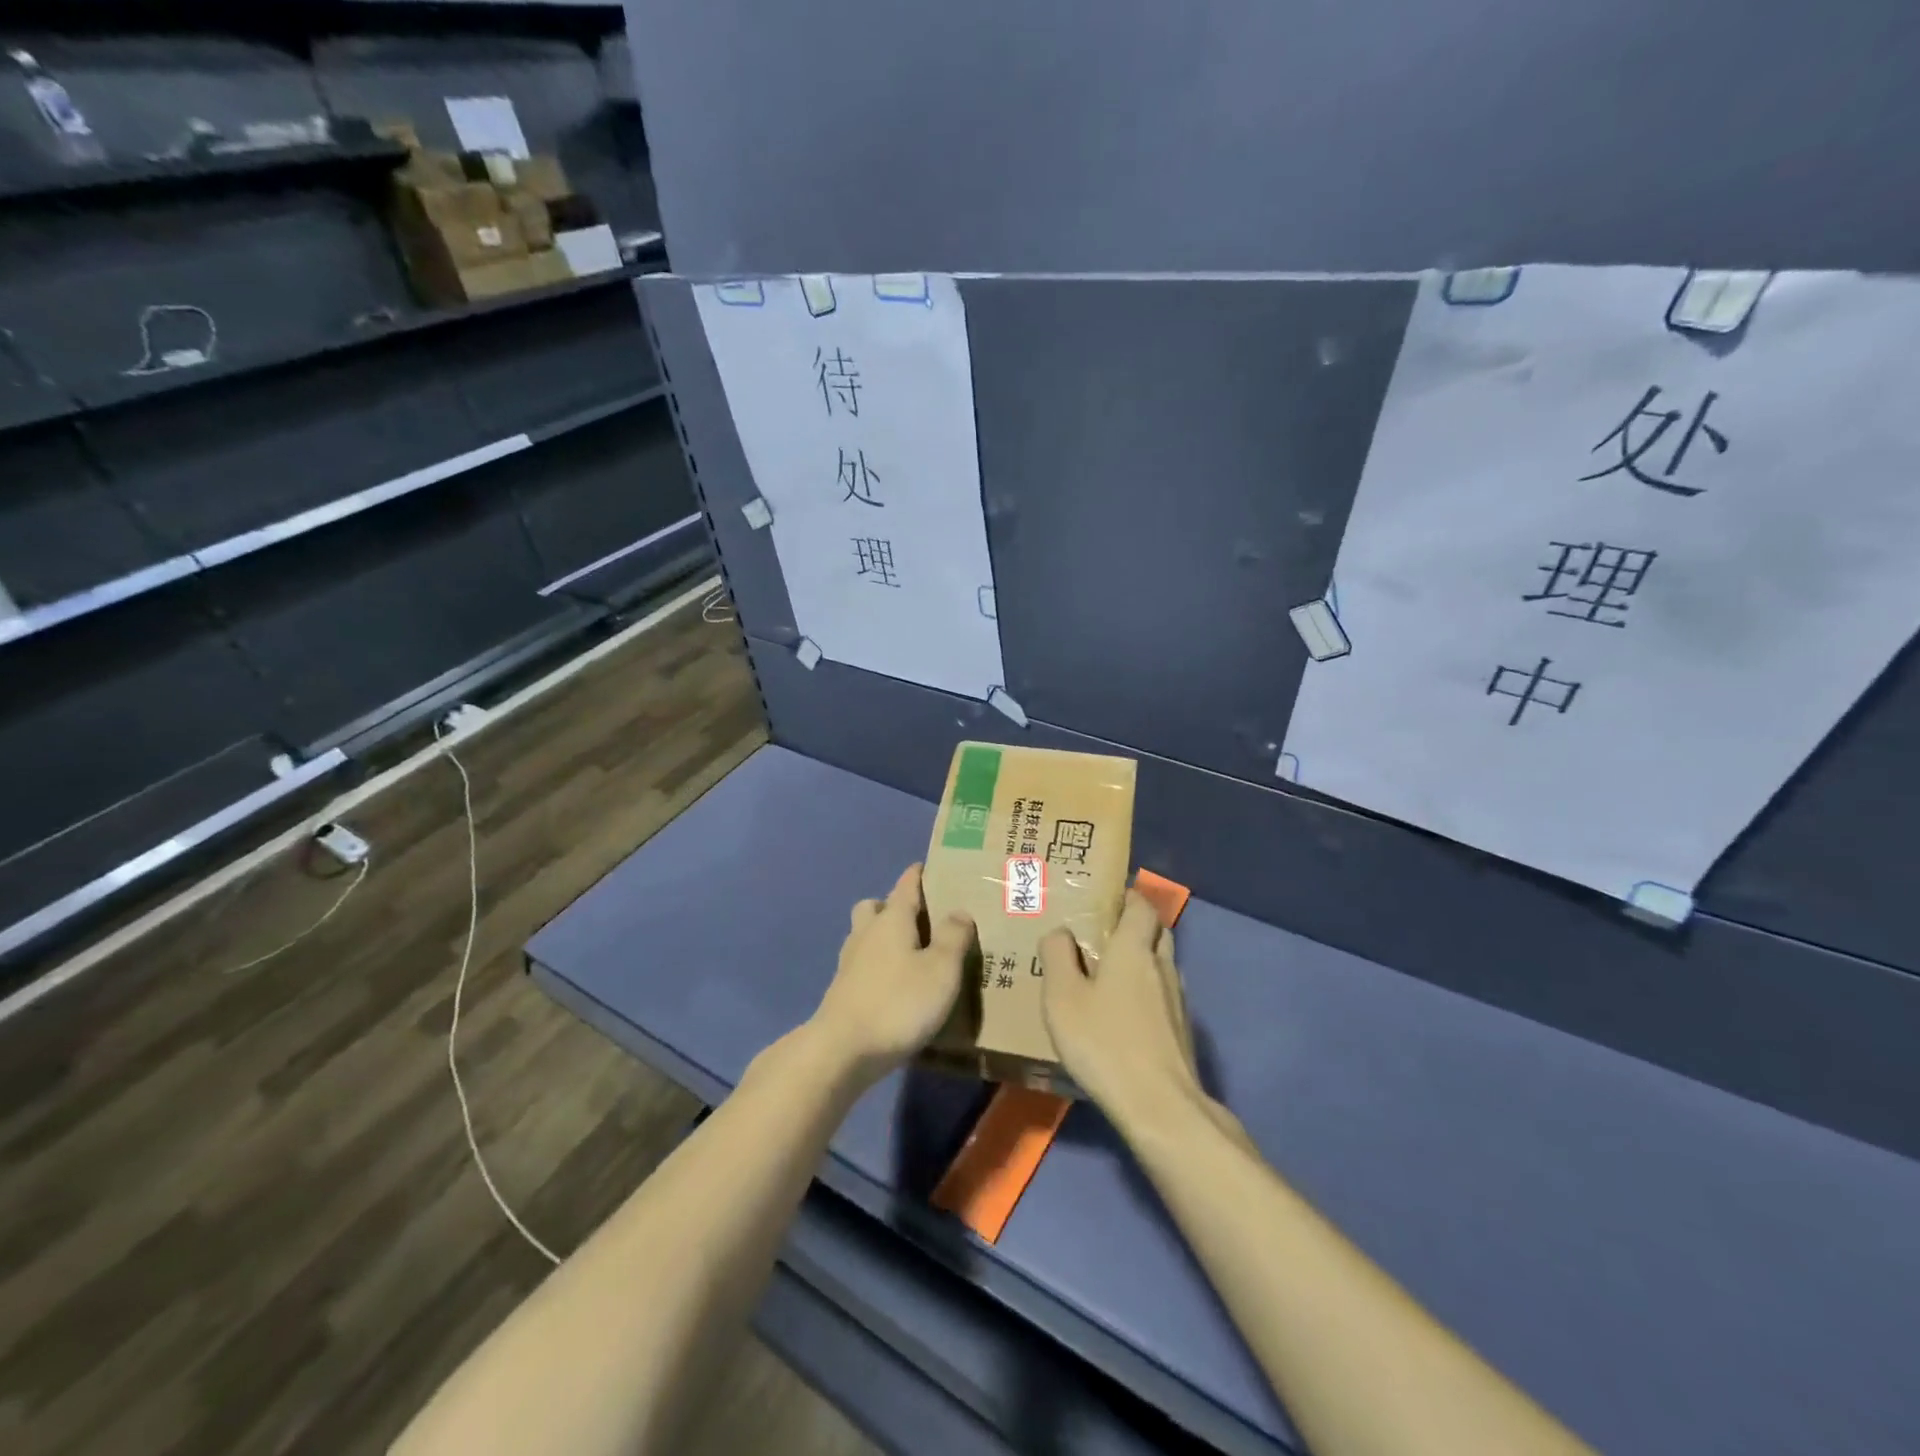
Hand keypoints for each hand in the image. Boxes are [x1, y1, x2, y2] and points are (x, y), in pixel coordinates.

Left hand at [809, 863, 974, 1083]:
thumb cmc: (898, 1003)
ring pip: (865, 935)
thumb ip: (953, 938)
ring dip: (882, 937)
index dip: (917, 874)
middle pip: (875, 907)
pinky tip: (894, 985)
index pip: (905, 886)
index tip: (929, 867)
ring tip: (910, 952)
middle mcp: (866, 933)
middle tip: (919, 918)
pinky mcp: (842, 992)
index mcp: (891, 920)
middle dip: (893, 906)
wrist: (842, 1050)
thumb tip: (959, 911)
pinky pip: (862, 965)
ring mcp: (850, 963)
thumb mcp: (941, 970)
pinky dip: (877, 966)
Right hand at [1040, 890, 1205, 1128]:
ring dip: (1143, 959)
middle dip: (1135, 926)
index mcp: (1133, 948)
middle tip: (1103, 935)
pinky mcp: (1182, 1030)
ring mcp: (1178, 1000)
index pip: (1141, 906)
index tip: (1106, 899)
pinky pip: (1164, 994)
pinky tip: (1126, 1013)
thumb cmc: (1104, 1042)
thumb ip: (1057, 956)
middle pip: (1157, 931)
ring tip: (1111, 974)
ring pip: (1163, 963)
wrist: (1159, 1106)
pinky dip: (1148, 991)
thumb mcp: (1062, 997)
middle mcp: (1161, 965)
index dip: (1127, 897)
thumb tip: (1061, 933)